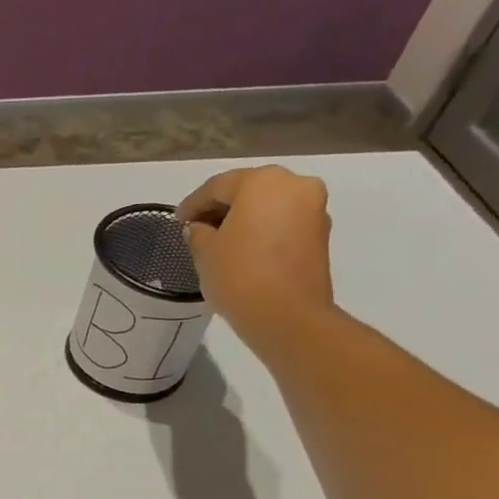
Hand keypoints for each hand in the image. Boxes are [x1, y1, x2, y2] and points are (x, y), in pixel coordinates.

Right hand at [177, 165, 335, 353]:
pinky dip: (263, 230)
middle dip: (222, 207)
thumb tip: (200, 228)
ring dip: (244, 219)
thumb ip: (198, 233)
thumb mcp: (205, 253)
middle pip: (249, 190)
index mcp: (262, 181)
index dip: (193, 203)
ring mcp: (313, 208)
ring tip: (220, 241)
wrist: (287, 316)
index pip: (218, 186)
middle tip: (198, 228)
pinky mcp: (320, 234)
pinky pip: (283, 222)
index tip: (177, 221)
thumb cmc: (239, 276)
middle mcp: (294, 185)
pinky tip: (244, 250)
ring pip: (269, 206)